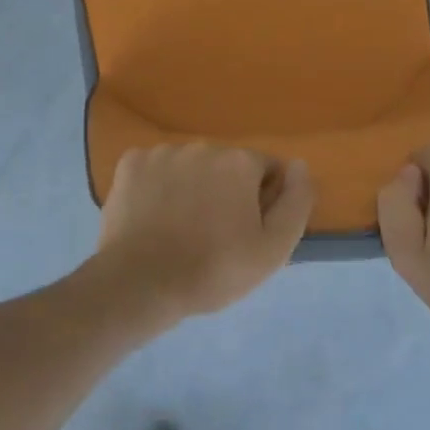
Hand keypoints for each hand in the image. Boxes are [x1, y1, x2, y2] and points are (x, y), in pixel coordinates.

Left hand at [96, 143, 313, 317]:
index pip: (266, 170)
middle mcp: (202, 146)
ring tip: (180, 228)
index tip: (248, 230)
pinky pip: (155, 169)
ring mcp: (162, 152)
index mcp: (239, 162)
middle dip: (226, 190)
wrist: (140, 283)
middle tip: (214, 234)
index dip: (263, 200)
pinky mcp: (130, 164)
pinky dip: (157, 186)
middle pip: (226, 165)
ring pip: (189, 166)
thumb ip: (297, 202)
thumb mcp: (273, 248)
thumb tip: (299, 165)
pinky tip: (153, 216)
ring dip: (192, 186)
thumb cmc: (214, 269)